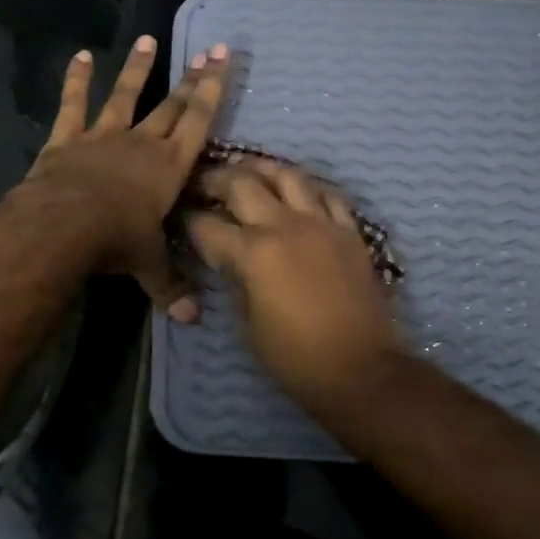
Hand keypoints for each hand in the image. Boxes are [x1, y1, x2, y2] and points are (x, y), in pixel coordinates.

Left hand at [26, 35, 229, 319]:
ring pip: (126, 95)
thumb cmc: (117, 241)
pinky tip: (80, 56)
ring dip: (138, 68)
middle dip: (191, 77)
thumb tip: (191, 321)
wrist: (66, 225)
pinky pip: (73, 104)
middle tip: (207, 48)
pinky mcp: (68, 139)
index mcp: (169, 167)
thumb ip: (170, 287)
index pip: (199, 122)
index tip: (223, 60)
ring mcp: (104, 136)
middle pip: (171, 104)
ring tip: (147, 39)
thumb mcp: (148, 265)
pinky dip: (76, 79)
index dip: (213, 91)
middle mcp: (141, 143)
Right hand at [184, 158, 404, 417]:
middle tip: (204, 181)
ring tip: (249, 171)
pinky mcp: (350, 232)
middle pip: (242, 183)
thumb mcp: (247, 323)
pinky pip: (328, 194)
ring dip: (262, 169)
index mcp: (252, 253)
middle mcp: (284, 226)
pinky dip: (308, 187)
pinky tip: (298, 191)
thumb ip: (235, 280)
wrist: (360, 369)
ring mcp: (321, 224)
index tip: (179, 218)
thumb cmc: (294, 357)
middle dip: (216, 179)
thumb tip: (230, 261)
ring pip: (288, 175)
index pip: (206, 225)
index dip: (187, 220)